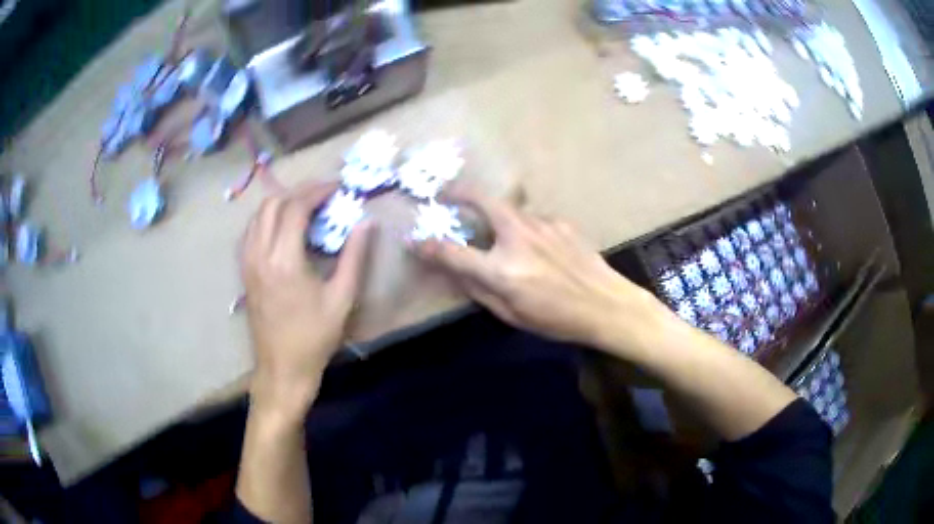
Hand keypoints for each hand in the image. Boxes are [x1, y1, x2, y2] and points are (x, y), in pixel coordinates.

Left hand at [240, 181, 370, 419]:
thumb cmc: (314, 337)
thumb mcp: (341, 299)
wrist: (282, 368)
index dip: (317, 191)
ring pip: (258, 215)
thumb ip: (354, 256)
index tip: (337, 188)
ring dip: (281, 203)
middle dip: (299, 192)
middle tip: (323, 195)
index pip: (295, 208)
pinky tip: (284, 228)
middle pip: (273, 203)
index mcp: (284, 260)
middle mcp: (260, 254)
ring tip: (306, 207)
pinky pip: (251, 231)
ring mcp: (248, 262)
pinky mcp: (244, 271)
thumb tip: (367, 223)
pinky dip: (268, 219)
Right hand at [412, 188, 664, 349]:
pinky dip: (525, 226)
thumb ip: (479, 290)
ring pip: (510, 208)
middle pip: (482, 202)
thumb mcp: (511, 315)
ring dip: (497, 213)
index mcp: (501, 270)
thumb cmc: (556, 319)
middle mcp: (518, 238)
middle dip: (461, 192)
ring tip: (499, 229)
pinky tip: (537, 244)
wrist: (607, 305)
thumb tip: (456, 270)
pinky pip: (533, 219)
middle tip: (449, 193)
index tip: (414, 239)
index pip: (452, 253)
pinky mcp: (560, 222)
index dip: (428, 246)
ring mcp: (541, 225)